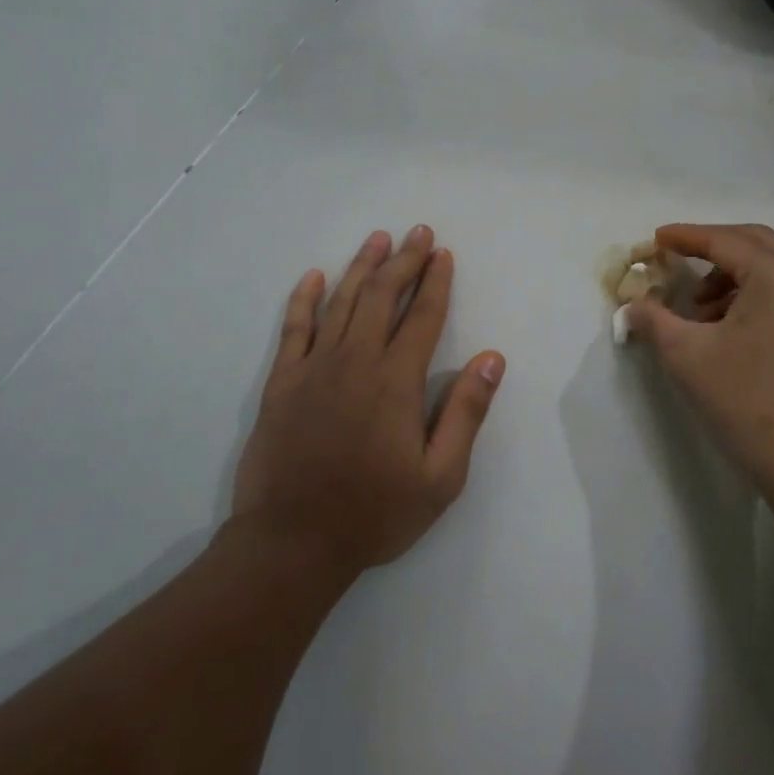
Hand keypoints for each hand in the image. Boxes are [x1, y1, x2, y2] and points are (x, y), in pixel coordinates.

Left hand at [232, 227, 504, 577]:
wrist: (292, 542)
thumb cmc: (375, 513)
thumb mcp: (441, 477)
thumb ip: (466, 413)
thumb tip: (492, 358)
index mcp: (396, 381)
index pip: (423, 317)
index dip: (436, 282)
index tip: (443, 254)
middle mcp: (356, 361)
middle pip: (382, 296)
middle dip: (404, 261)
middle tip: (418, 232)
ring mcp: (314, 368)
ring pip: (341, 302)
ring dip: (361, 267)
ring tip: (378, 239)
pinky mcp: (281, 383)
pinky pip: (294, 329)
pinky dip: (305, 299)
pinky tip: (315, 277)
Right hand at [626, 224, 773, 514]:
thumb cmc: (748, 403)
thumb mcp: (687, 356)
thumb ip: (653, 320)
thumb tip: (632, 305)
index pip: (725, 241)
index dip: (686, 237)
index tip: (655, 239)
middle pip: (755, 244)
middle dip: (712, 248)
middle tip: (676, 260)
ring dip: (733, 276)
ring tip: (698, 309)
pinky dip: (754, 296)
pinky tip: (729, 328)